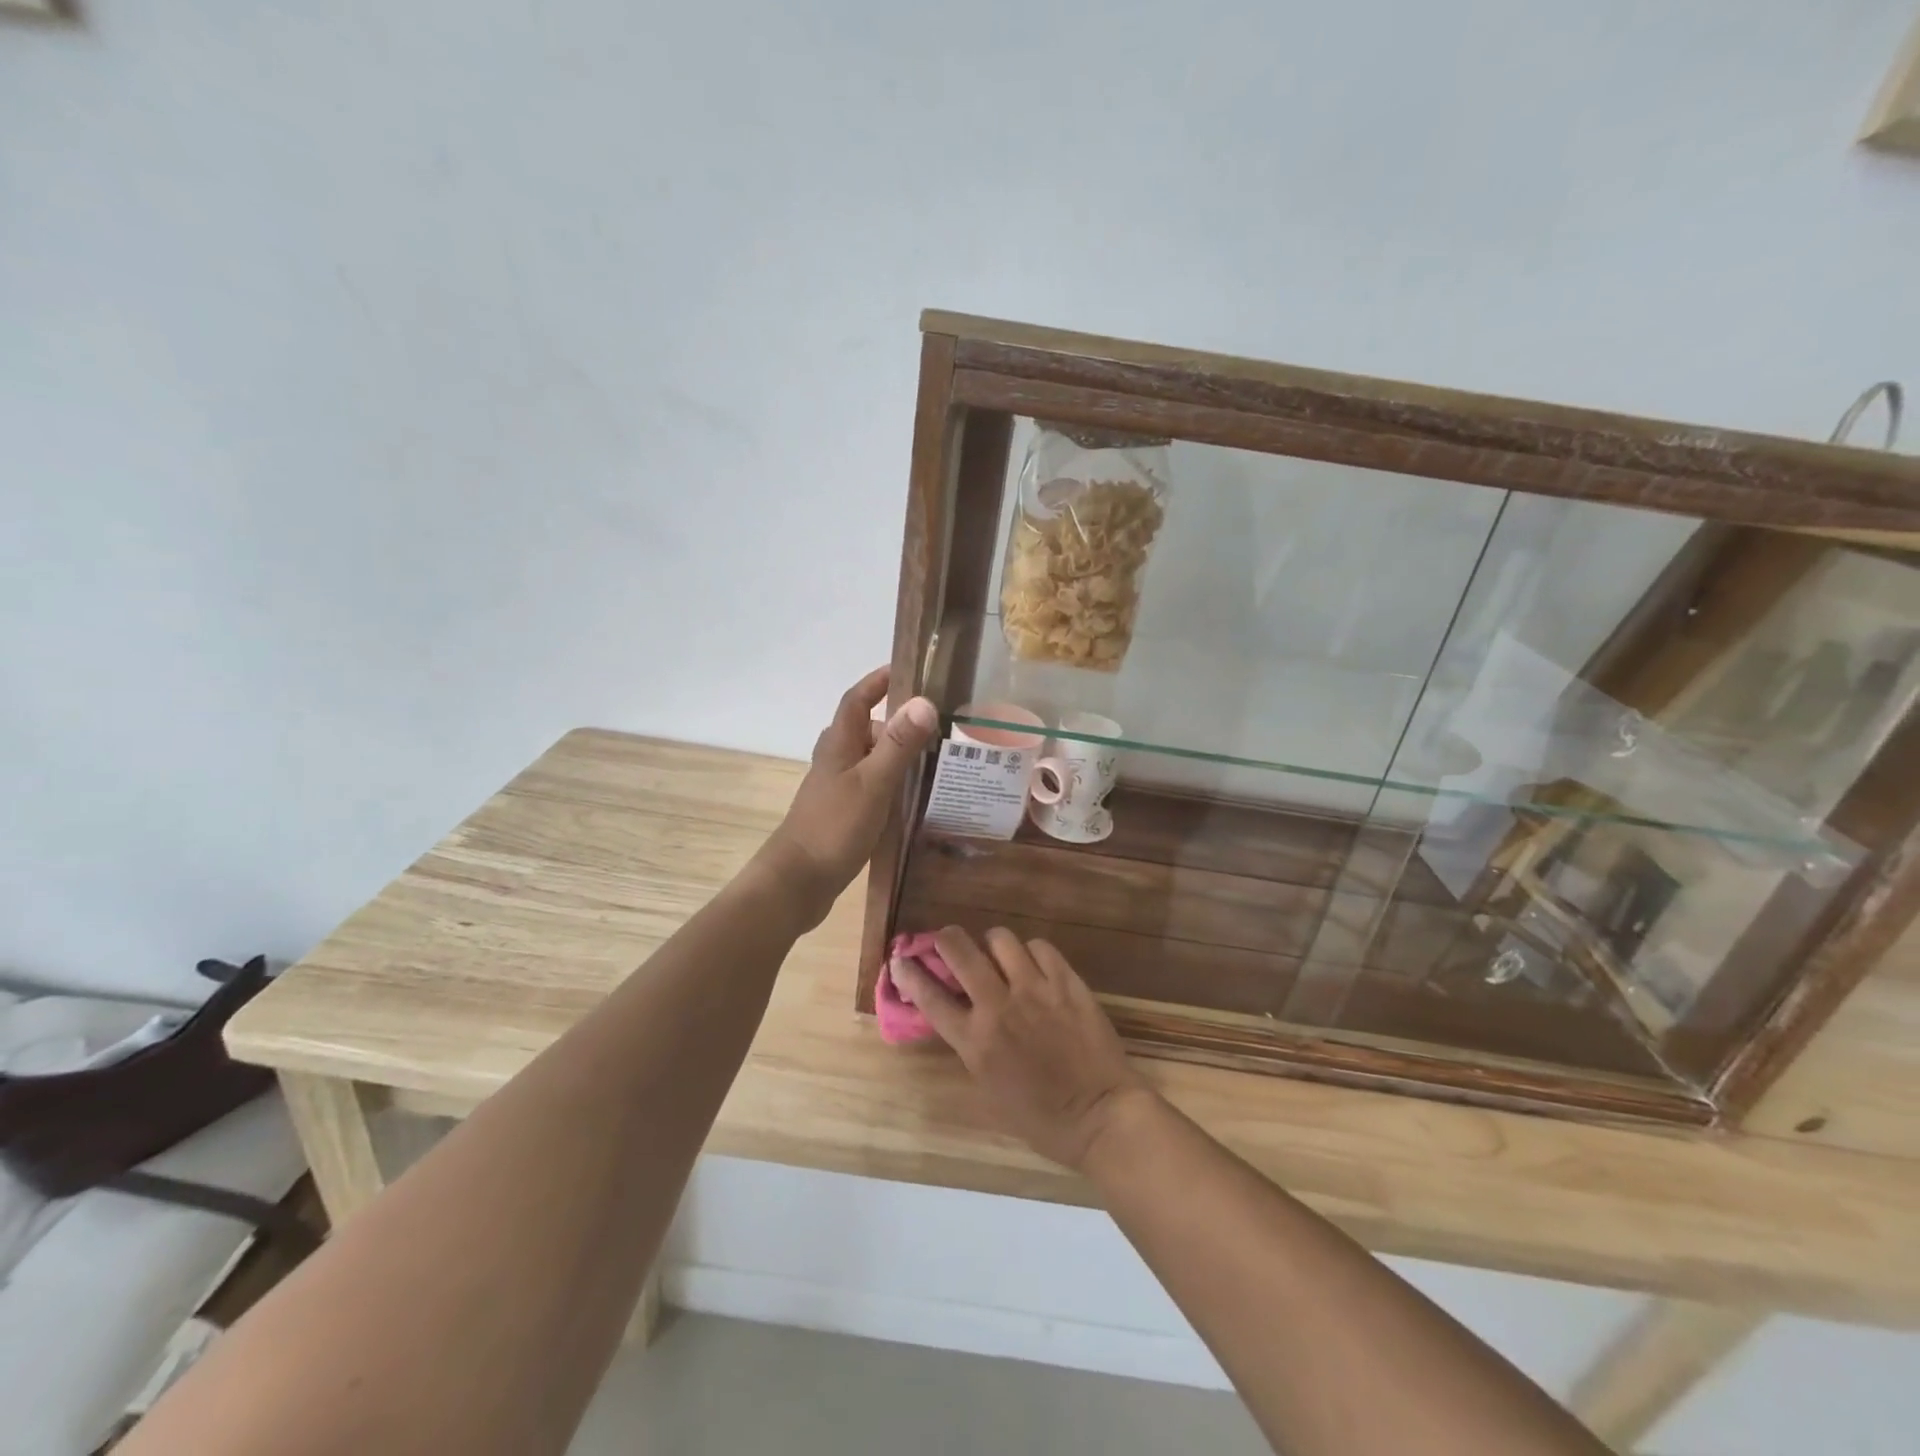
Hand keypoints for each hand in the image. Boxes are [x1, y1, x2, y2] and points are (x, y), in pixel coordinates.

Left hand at [756, 666, 937, 927]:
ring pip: (870, 757)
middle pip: (867, 727)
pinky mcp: (842, 810)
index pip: (857, 698)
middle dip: (898, 721)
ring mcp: (837, 786)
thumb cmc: (834, 827)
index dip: (878, 681)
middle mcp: (835, 758)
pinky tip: (913, 796)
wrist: (798, 882)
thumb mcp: (873, 783)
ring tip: (936, 758)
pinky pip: (871, 782)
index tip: (908, 669)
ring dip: (897, 752)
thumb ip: (898, 744)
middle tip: (938, 723)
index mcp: (839, 743)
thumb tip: (924, 701)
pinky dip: (891, 780)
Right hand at [892, 927, 1154, 1170]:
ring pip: (1000, 939)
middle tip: (948, 942)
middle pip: (960, 950)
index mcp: (975, 1041)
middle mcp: (999, 1005)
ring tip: (998, 955)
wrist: (1100, 1115)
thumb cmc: (1040, 1117)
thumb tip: (958, 1016)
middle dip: (946, 938)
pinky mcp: (1066, 981)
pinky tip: (1034, 966)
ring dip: (991, 944)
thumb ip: (970, 1046)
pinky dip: (1031, 952)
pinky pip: (1040, 947)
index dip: (908, 973)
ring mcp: (1034, 988)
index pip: (929, 996)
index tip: (900, 960)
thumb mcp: (988, 1088)